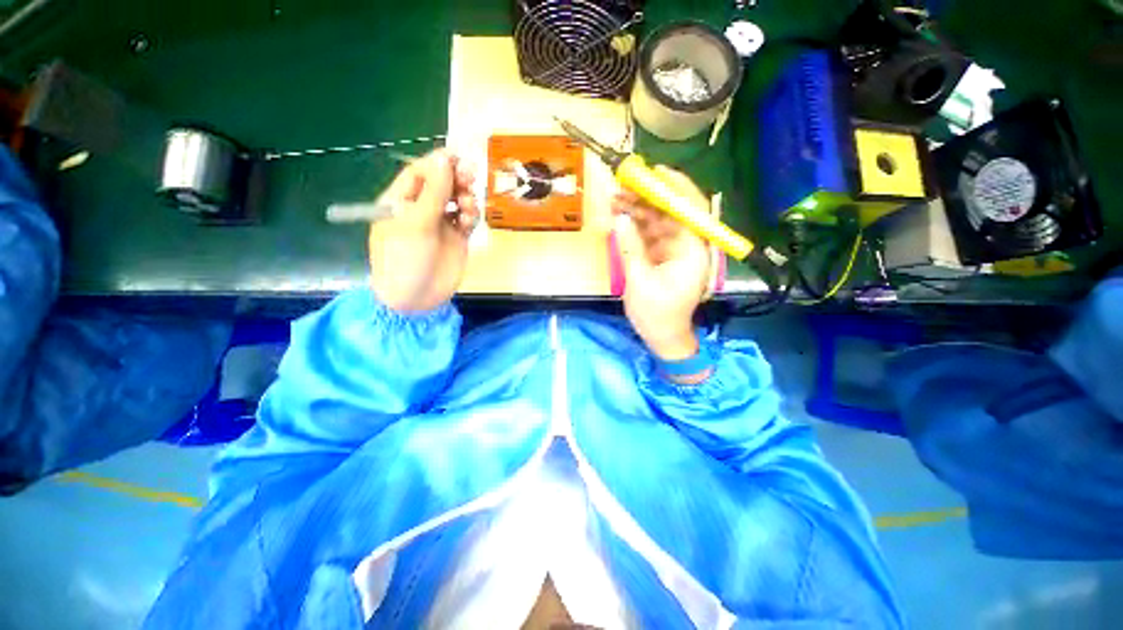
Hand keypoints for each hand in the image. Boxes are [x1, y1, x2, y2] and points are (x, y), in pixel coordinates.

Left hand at [368, 150, 478, 312]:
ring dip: (466, 198)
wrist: (416, 299)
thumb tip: (443, 159)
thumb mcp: (415, 224)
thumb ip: (433, 193)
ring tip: (468, 206)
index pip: (419, 173)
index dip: (438, 163)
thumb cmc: (405, 260)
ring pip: (457, 200)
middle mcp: (421, 210)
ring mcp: (441, 225)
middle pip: (441, 185)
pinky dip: (471, 216)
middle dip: (456, 179)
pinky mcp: (457, 239)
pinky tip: (470, 221)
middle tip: (470, 177)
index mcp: (401, 202)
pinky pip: (467, 219)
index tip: (458, 157)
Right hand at [612, 166, 711, 370]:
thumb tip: (620, 219)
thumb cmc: (657, 315)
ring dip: (638, 210)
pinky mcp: (664, 256)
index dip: (675, 188)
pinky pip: (651, 235)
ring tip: (615, 200)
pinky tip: (620, 218)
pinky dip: (636, 226)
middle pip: (672, 212)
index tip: (655, 172)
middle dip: (648, 197)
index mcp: (692, 251)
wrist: (664, 337)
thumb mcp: (640, 281)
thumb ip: (631, 248)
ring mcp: (676, 251)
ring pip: (659, 221)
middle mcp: (688, 246)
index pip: (690, 210)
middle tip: (623, 185)